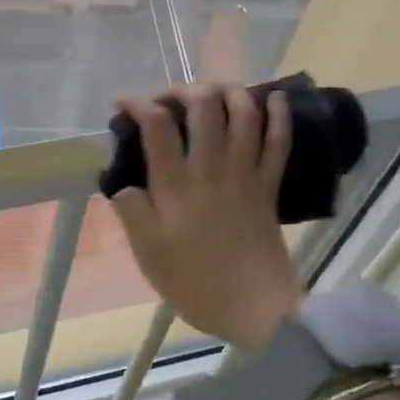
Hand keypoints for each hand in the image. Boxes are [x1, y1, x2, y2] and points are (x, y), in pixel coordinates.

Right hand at [110, 84, 301, 351]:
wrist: (254, 308)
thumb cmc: (194, 283)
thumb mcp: (147, 252)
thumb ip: (131, 210)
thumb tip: (121, 180)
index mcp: (176, 186)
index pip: (157, 126)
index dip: (138, 104)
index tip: (122, 105)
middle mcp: (212, 169)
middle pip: (204, 106)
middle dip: (183, 90)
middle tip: (168, 100)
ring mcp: (245, 174)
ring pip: (243, 114)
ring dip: (227, 92)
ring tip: (211, 91)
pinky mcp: (269, 185)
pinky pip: (278, 141)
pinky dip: (278, 115)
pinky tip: (272, 97)